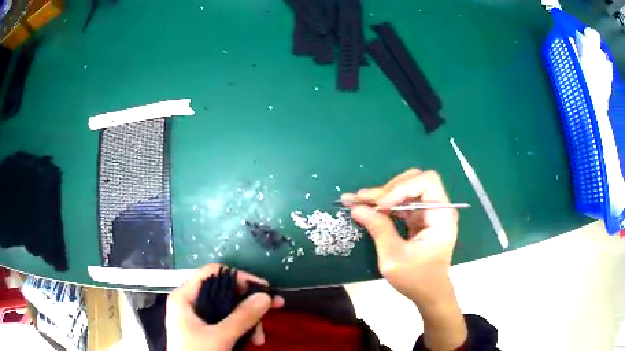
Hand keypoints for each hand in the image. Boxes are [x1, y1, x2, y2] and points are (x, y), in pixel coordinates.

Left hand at [166, 264, 283, 350]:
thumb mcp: (220, 337)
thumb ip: (242, 317)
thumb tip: (266, 297)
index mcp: (185, 297)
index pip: (213, 272)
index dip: (239, 277)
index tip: (263, 289)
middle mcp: (191, 303)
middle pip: (224, 292)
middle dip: (249, 305)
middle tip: (273, 310)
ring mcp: (198, 318)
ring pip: (229, 310)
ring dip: (249, 322)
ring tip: (259, 339)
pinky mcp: (205, 330)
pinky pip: (227, 323)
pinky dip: (242, 330)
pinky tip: (252, 341)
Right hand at [346, 169, 466, 349]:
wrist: (429, 294)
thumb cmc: (417, 279)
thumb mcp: (394, 257)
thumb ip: (378, 229)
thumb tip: (356, 208)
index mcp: (441, 216)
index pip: (426, 182)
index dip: (401, 188)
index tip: (380, 206)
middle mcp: (438, 209)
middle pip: (415, 180)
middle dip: (389, 188)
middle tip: (365, 200)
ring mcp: (429, 213)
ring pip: (406, 189)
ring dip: (383, 194)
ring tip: (359, 201)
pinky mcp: (420, 219)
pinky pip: (402, 203)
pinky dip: (385, 204)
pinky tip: (369, 208)